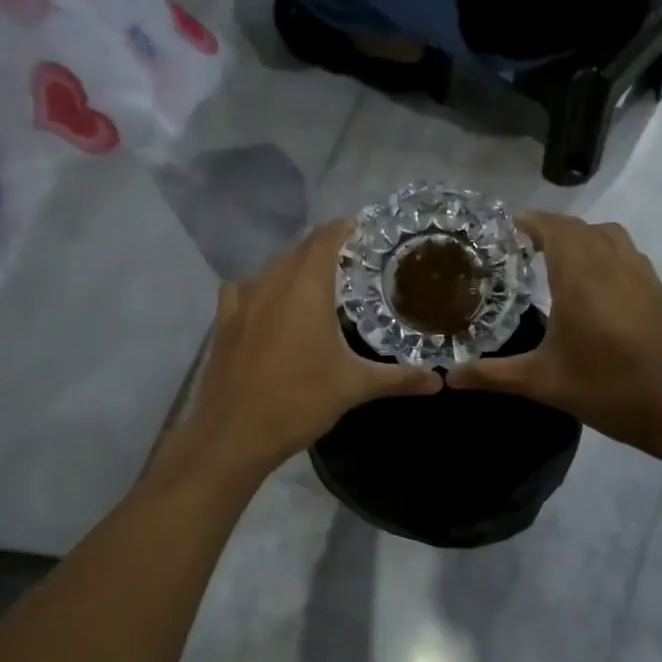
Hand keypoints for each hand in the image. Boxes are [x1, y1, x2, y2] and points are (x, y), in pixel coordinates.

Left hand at [182, 221, 442, 476]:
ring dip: (292, 266)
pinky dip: (259, 287)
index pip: (325, 240)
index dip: (343, 229)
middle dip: (322, 248)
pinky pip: (242, 289)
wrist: (235, 432)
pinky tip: (266, 305)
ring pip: (270, 268)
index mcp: (306, 290)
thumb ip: (398, 379)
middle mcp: (271, 284)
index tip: (363, 229)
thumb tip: (438, 381)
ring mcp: (242, 302)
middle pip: (298, 250)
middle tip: (349, 261)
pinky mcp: (223, 322)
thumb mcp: (354, 387)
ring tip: (313, 282)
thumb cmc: (299, 401)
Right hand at [447, 214, 661, 457]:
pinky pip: (627, 254)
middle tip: (519, 249)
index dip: (528, 221)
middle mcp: (613, 264)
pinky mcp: (659, 291)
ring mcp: (642, 275)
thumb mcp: (542, 383)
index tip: (502, 230)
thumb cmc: (607, 390)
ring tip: (555, 261)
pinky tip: (594, 287)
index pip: (554, 227)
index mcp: (581, 277)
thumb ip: (492, 375)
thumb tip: (449, 378)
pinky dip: (604, 253)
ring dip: (580, 237)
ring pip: (608, 235)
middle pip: (579, 227)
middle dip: (548, 230)